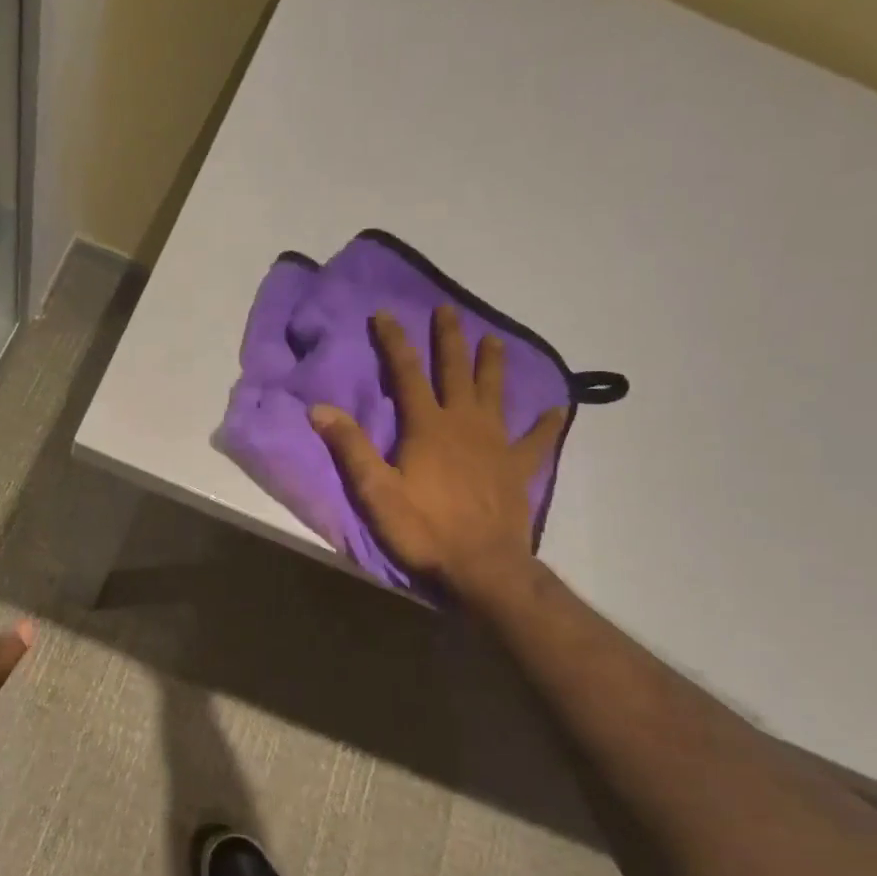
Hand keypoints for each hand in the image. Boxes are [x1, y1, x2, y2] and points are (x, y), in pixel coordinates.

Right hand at [310, 307, 564, 601]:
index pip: (406, 373)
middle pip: (455, 372)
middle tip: (447, 309)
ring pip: (494, 393)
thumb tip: (319, 408)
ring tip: (492, 339)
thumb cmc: (424, 529)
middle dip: (449, 339)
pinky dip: (546, 423)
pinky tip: (557, 409)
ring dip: (491, 365)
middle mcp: (464, 424)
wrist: (483, 566)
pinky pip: (536, 439)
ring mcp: (496, 443)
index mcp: (427, 426)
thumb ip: (350, 447)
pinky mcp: (518, 467)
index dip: (394, 341)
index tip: (385, 313)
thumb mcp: (376, 491)